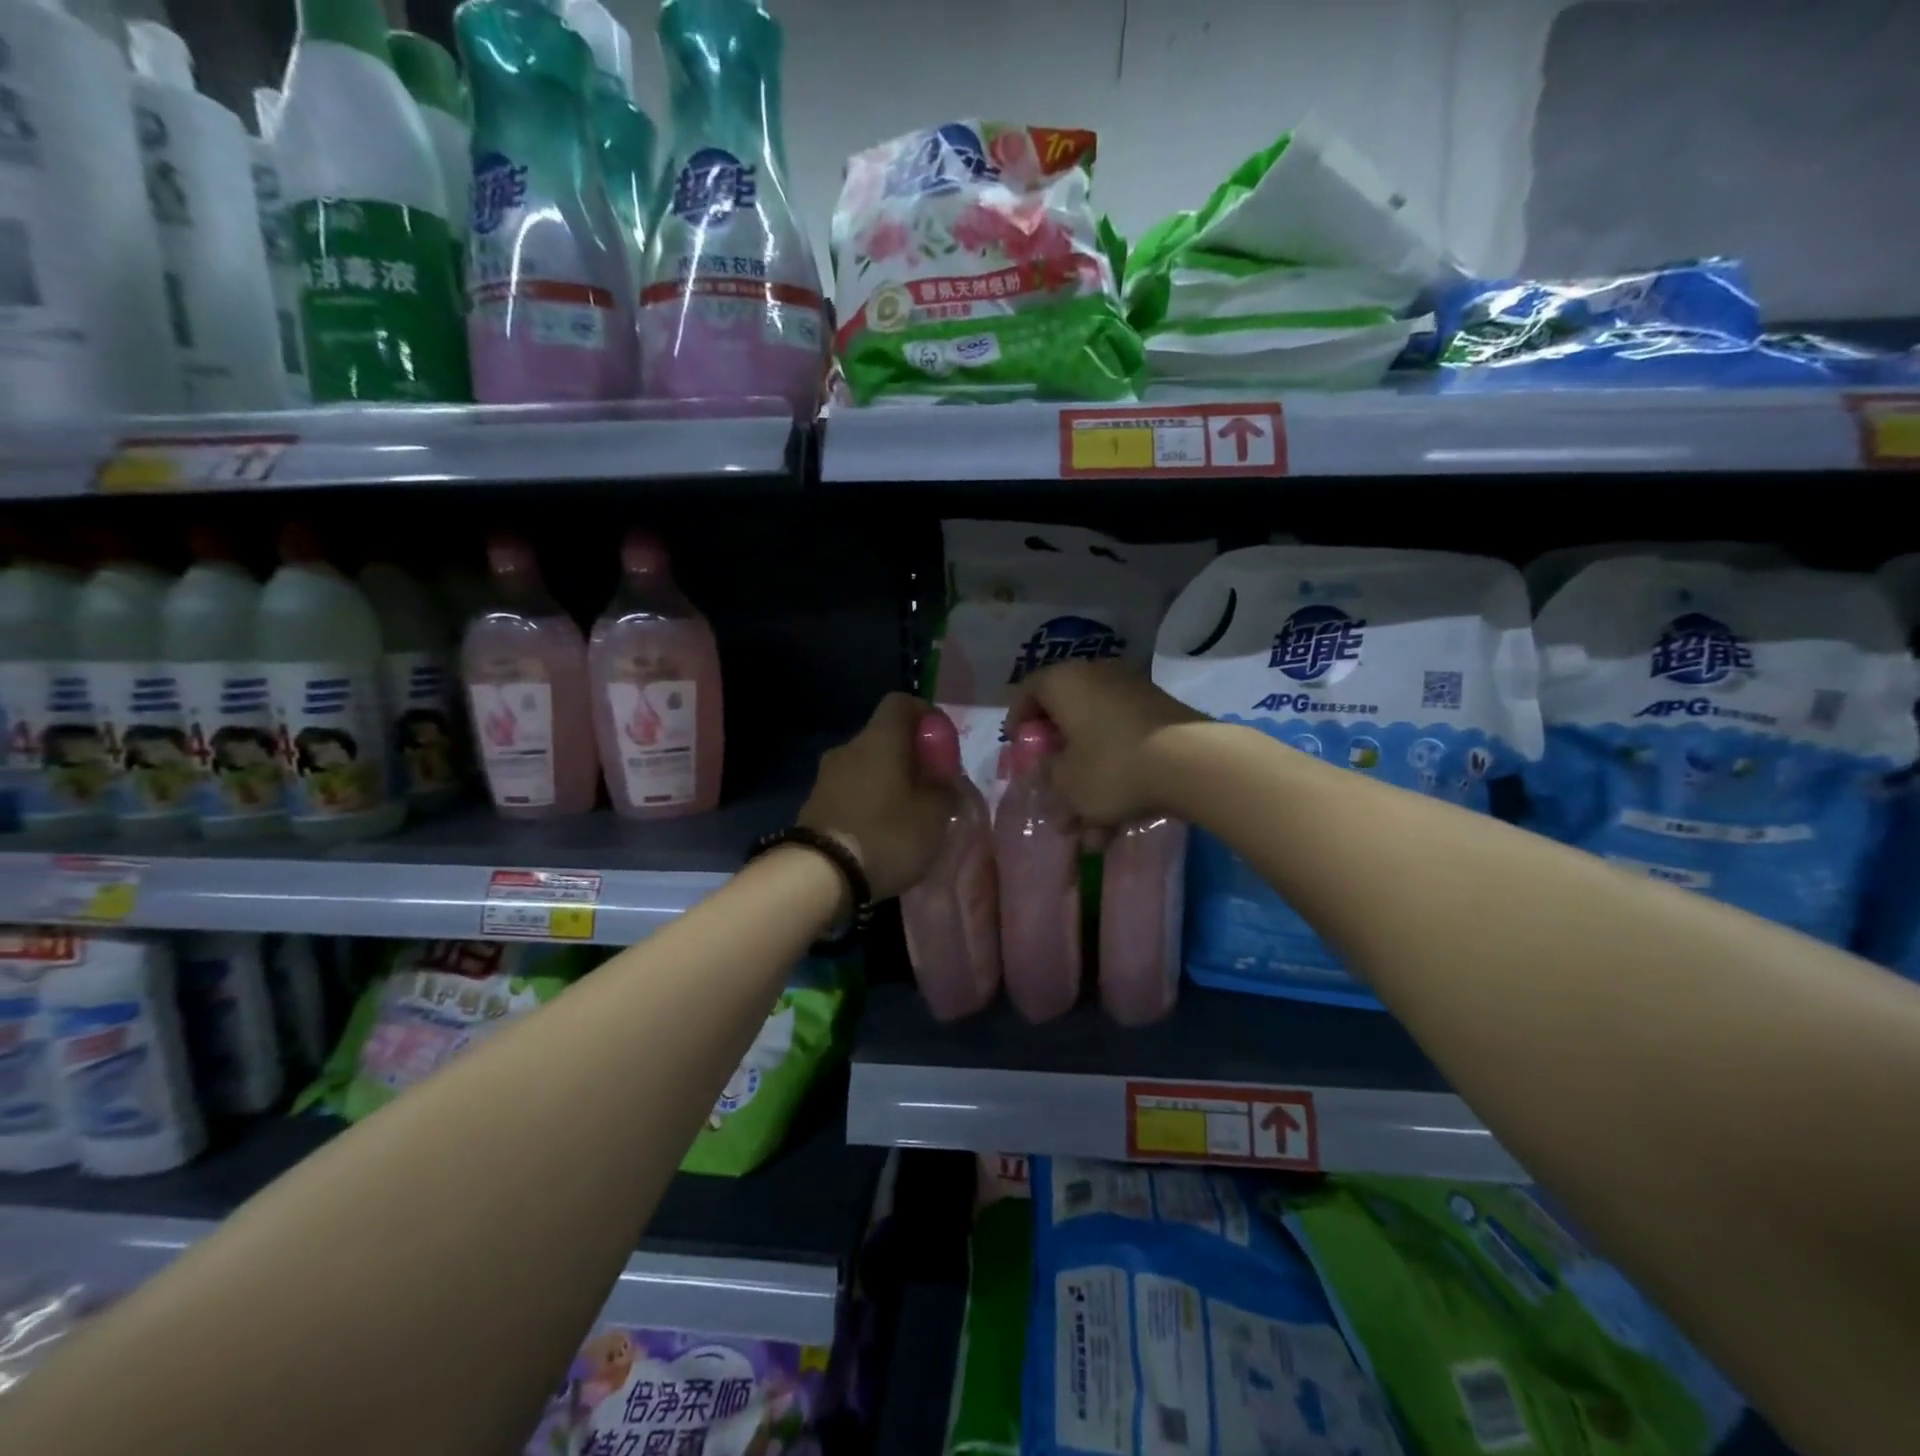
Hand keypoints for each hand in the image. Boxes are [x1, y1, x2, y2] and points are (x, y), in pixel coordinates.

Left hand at [799, 693, 955, 900]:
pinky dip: (869, 801)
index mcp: (880, 739)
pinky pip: (851, 791)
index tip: (943, 743)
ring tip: (908, 815)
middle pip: (884, 737)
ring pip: (867, 766)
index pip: (902, 702)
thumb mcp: (934, 815)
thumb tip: (943, 777)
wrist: (818, 876)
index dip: (926, 715)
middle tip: (931, 786)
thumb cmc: (886, 835)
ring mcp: (827, 776)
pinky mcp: (814, 804)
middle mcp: (849, 748)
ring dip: (888, 781)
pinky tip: (881, 832)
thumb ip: (945, 788)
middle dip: (910, 756)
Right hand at [1007, 661, 1204, 826]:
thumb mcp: (1066, 782)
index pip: (1027, 692)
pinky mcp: (1162, 713)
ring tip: (1091, 827)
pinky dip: (1118, 774)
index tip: (1019, 751)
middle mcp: (1097, 676)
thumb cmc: (1112, 767)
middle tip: (1053, 789)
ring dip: (1090, 779)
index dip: (1018, 722)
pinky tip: (1119, 820)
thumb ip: (1048, 774)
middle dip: (1059, 760)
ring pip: (1098, 737)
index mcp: (1064, 682)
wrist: (1193, 762)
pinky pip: (1126, 742)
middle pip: (1066, 716)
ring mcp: (1134, 692)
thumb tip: (1050, 768)